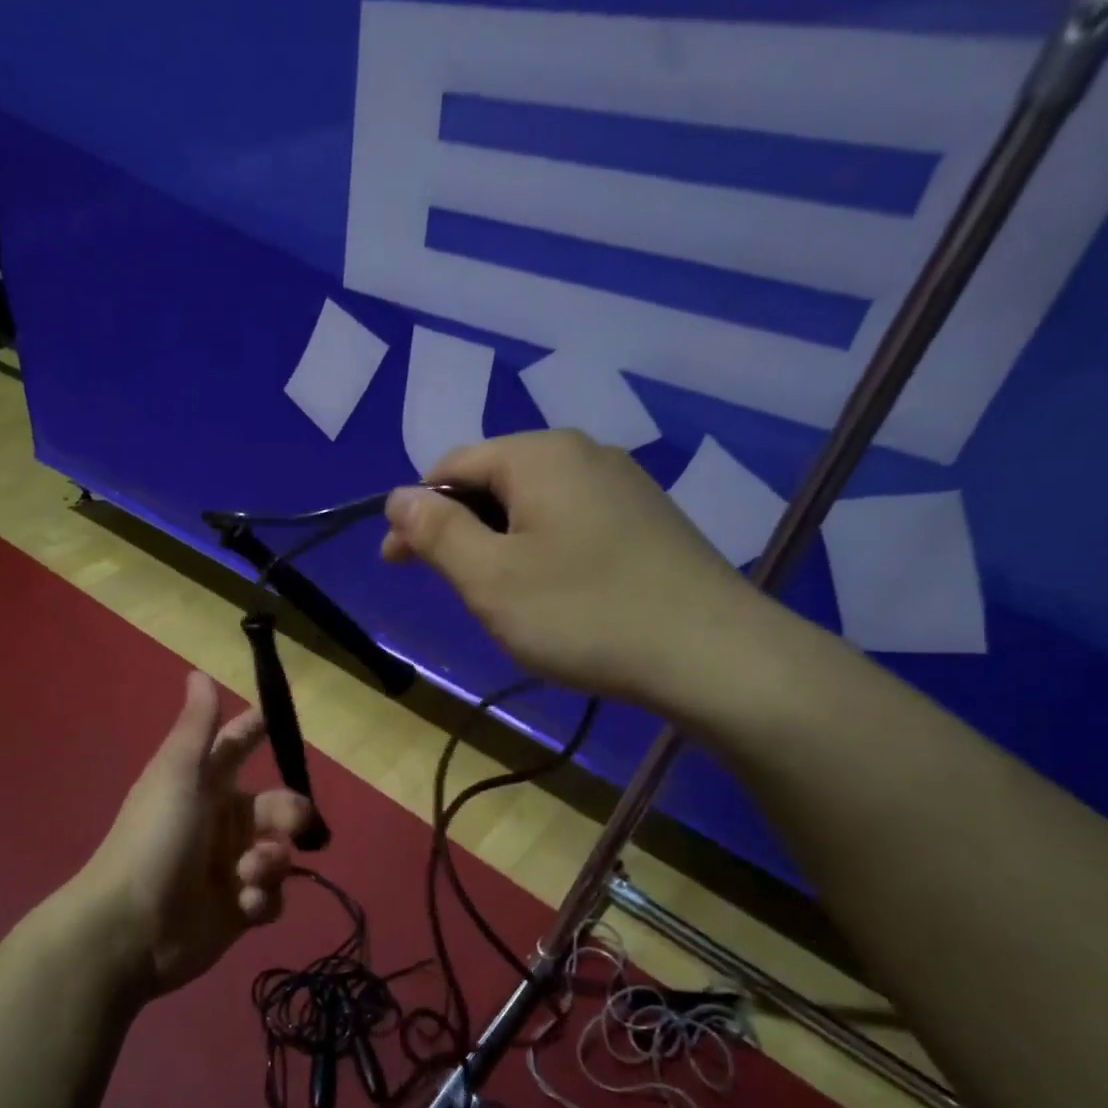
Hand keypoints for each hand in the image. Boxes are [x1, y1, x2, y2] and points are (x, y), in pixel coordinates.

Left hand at [78, 672, 313, 996]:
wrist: (130, 927)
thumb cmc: (155, 839)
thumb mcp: (177, 774)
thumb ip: (197, 727)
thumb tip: (199, 672)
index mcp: (204, 786)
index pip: (236, 747)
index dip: (256, 731)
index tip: (281, 720)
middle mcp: (221, 822)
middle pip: (277, 807)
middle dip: (289, 815)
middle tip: (289, 827)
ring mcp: (230, 867)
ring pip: (279, 853)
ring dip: (272, 863)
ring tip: (248, 876)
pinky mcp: (238, 909)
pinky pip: (271, 897)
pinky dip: (264, 899)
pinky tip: (244, 907)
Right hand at [381, 429, 785, 721]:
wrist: (711, 654)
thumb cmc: (583, 614)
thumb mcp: (489, 577)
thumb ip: (436, 531)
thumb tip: (398, 496)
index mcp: (538, 455)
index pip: (451, 465)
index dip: (414, 513)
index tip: (395, 564)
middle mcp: (583, 453)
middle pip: (493, 481)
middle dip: (457, 529)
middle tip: (448, 588)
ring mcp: (622, 485)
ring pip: (532, 505)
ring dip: (498, 544)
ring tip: (497, 598)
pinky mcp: (647, 520)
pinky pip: (570, 523)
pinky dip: (540, 551)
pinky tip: (552, 595)